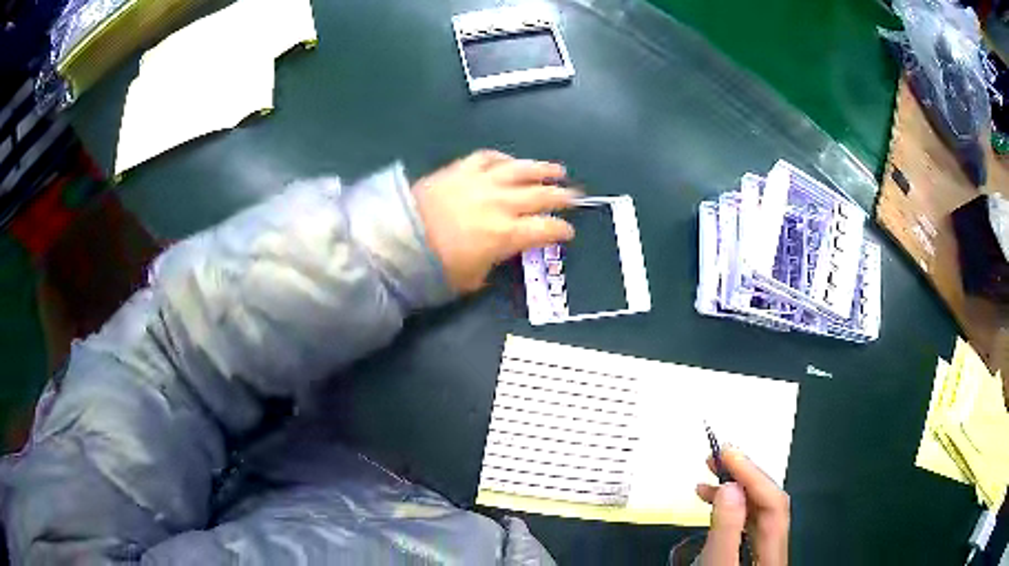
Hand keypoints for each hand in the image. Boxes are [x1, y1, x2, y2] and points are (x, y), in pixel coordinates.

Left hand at [413, 150, 579, 292]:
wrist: (397, 241)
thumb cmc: (435, 268)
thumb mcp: (473, 279)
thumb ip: (495, 263)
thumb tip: (504, 252)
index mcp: (507, 234)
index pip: (547, 228)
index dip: (562, 230)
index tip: (568, 232)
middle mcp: (501, 203)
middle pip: (542, 195)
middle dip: (563, 196)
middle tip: (576, 196)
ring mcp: (482, 181)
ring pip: (521, 170)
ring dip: (543, 169)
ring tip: (558, 170)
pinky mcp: (461, 169)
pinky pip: (489, 158)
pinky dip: (504, 159)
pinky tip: (512, 162)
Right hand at [696, 447, 789, 565]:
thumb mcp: (718, 563)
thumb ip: (727, 528)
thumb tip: (730, 488)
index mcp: (773, 549)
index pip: (772, 500)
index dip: (751, 473)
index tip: (727, 453)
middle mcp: (772, 547)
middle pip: (766, 502)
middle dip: (742, 476)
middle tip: (718, 457)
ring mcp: (761, 552)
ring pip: (754, 511)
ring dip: (732, 491)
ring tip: (707, 482)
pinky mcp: (747, 557)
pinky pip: (743, 523)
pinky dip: (728, 508)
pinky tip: (713, 506)